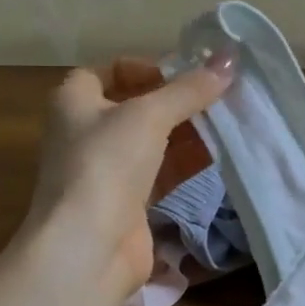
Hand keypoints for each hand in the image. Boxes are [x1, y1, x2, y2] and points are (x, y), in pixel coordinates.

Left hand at [24, 52, 235, 298]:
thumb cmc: (106, 164)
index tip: (183, 73)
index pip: (108, 71)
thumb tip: (230, 58)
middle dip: (176, 101)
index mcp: (74, 102)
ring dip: (187, 131)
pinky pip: (162, 172)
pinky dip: (186, 162)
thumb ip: (190, 89)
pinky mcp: (128, 202)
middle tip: (217, 95)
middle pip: (136, 106)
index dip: (145, 68)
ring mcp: (107, 170)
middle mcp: (86, 133)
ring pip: (153, 141)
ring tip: (226, 121)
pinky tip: (219, 154)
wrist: (88, 247)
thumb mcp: (149, 115)